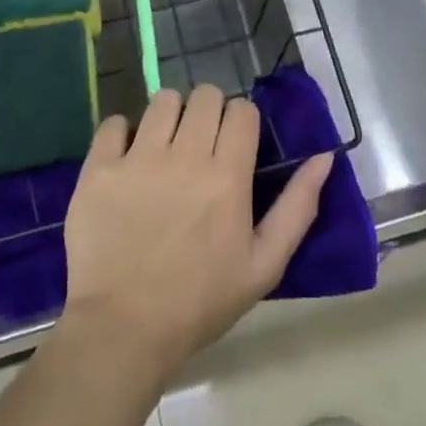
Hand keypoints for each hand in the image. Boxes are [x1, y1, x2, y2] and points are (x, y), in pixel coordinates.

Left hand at [61, 84, 332, 383]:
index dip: (241, 122)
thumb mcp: (264, 265)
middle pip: (205, 95)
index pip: (241, 110)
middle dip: (209, 112)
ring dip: (170, 116)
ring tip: (165, 146)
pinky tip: (127, 157)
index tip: (234, 145)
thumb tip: (325, 157)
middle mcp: (184, 156)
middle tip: (200, 145)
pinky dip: (123, 132)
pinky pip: (114, 122)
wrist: (122, 330)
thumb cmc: (199, 302)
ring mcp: (138, 159)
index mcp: (227, 175)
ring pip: (162, 100)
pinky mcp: (99, 168)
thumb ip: (298, 207)